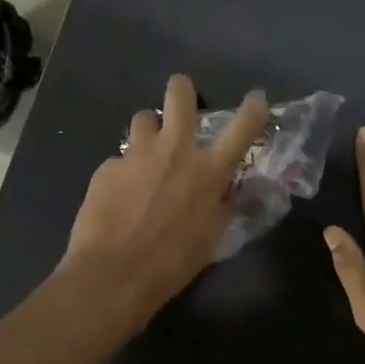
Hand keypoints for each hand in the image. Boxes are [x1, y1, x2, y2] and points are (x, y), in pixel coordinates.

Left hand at [64, 74, 268, 318]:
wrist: (114, 274)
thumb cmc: (173, 263)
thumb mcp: (212, 237)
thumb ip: (223, 205)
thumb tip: (230, 190)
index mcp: (209, 171)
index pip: (243, 127)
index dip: (254, 108)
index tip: (257, 98)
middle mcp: (175, 150)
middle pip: (179, 93)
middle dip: (182, 89)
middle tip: (181, 102)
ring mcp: (137, 154)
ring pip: (143, 118)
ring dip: (149, 131)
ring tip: (147, 153)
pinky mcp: (107, 167)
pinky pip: (120, 159)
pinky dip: (124, 171)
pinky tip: (119, 196)